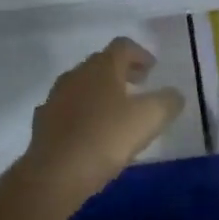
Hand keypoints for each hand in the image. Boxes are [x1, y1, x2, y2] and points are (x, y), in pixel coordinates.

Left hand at [16, 38, 186, 210]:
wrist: (55, 173)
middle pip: (102, 63)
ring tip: (118, 111)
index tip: (153, 69)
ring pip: (83, 86)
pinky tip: (93, 131)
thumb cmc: (106, 138)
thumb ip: (168, 102)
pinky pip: (70, 109)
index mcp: (102, 67)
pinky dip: (84, 112)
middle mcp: (76, 75)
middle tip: (140, 86)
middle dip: (123, 72)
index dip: (141, 54)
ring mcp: (56, 97)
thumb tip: (174, 95)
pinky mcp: (44, 122)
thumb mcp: (150, 119)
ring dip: (102, 92)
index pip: (123, 46)